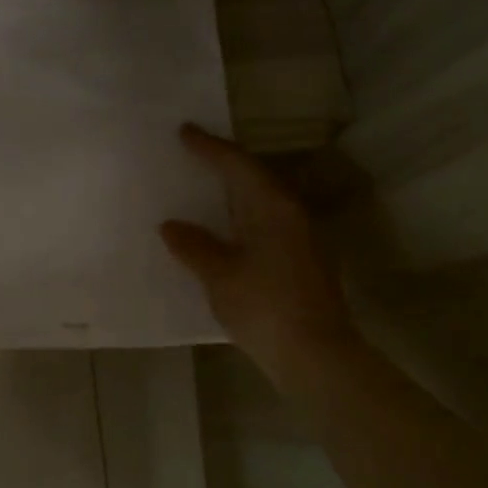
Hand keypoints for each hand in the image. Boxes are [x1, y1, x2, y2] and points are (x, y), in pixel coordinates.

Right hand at [160, 124, 362, 393]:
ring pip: (262, 199)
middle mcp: (290, 213)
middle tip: (193, 152)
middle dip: (224, 162)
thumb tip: (171, 225)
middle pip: (254, 176)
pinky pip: (265, 221)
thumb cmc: (264, 307)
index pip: (237, 164)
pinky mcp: (301, 260)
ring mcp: (300, 237)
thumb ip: (194, 246)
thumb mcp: (219, 275)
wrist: (317, 356)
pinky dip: (242, 214)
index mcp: (271, 206)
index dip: (209, 147)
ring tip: (204, 184)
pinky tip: (224, 227)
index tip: (184, 131)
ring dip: (234, 189)